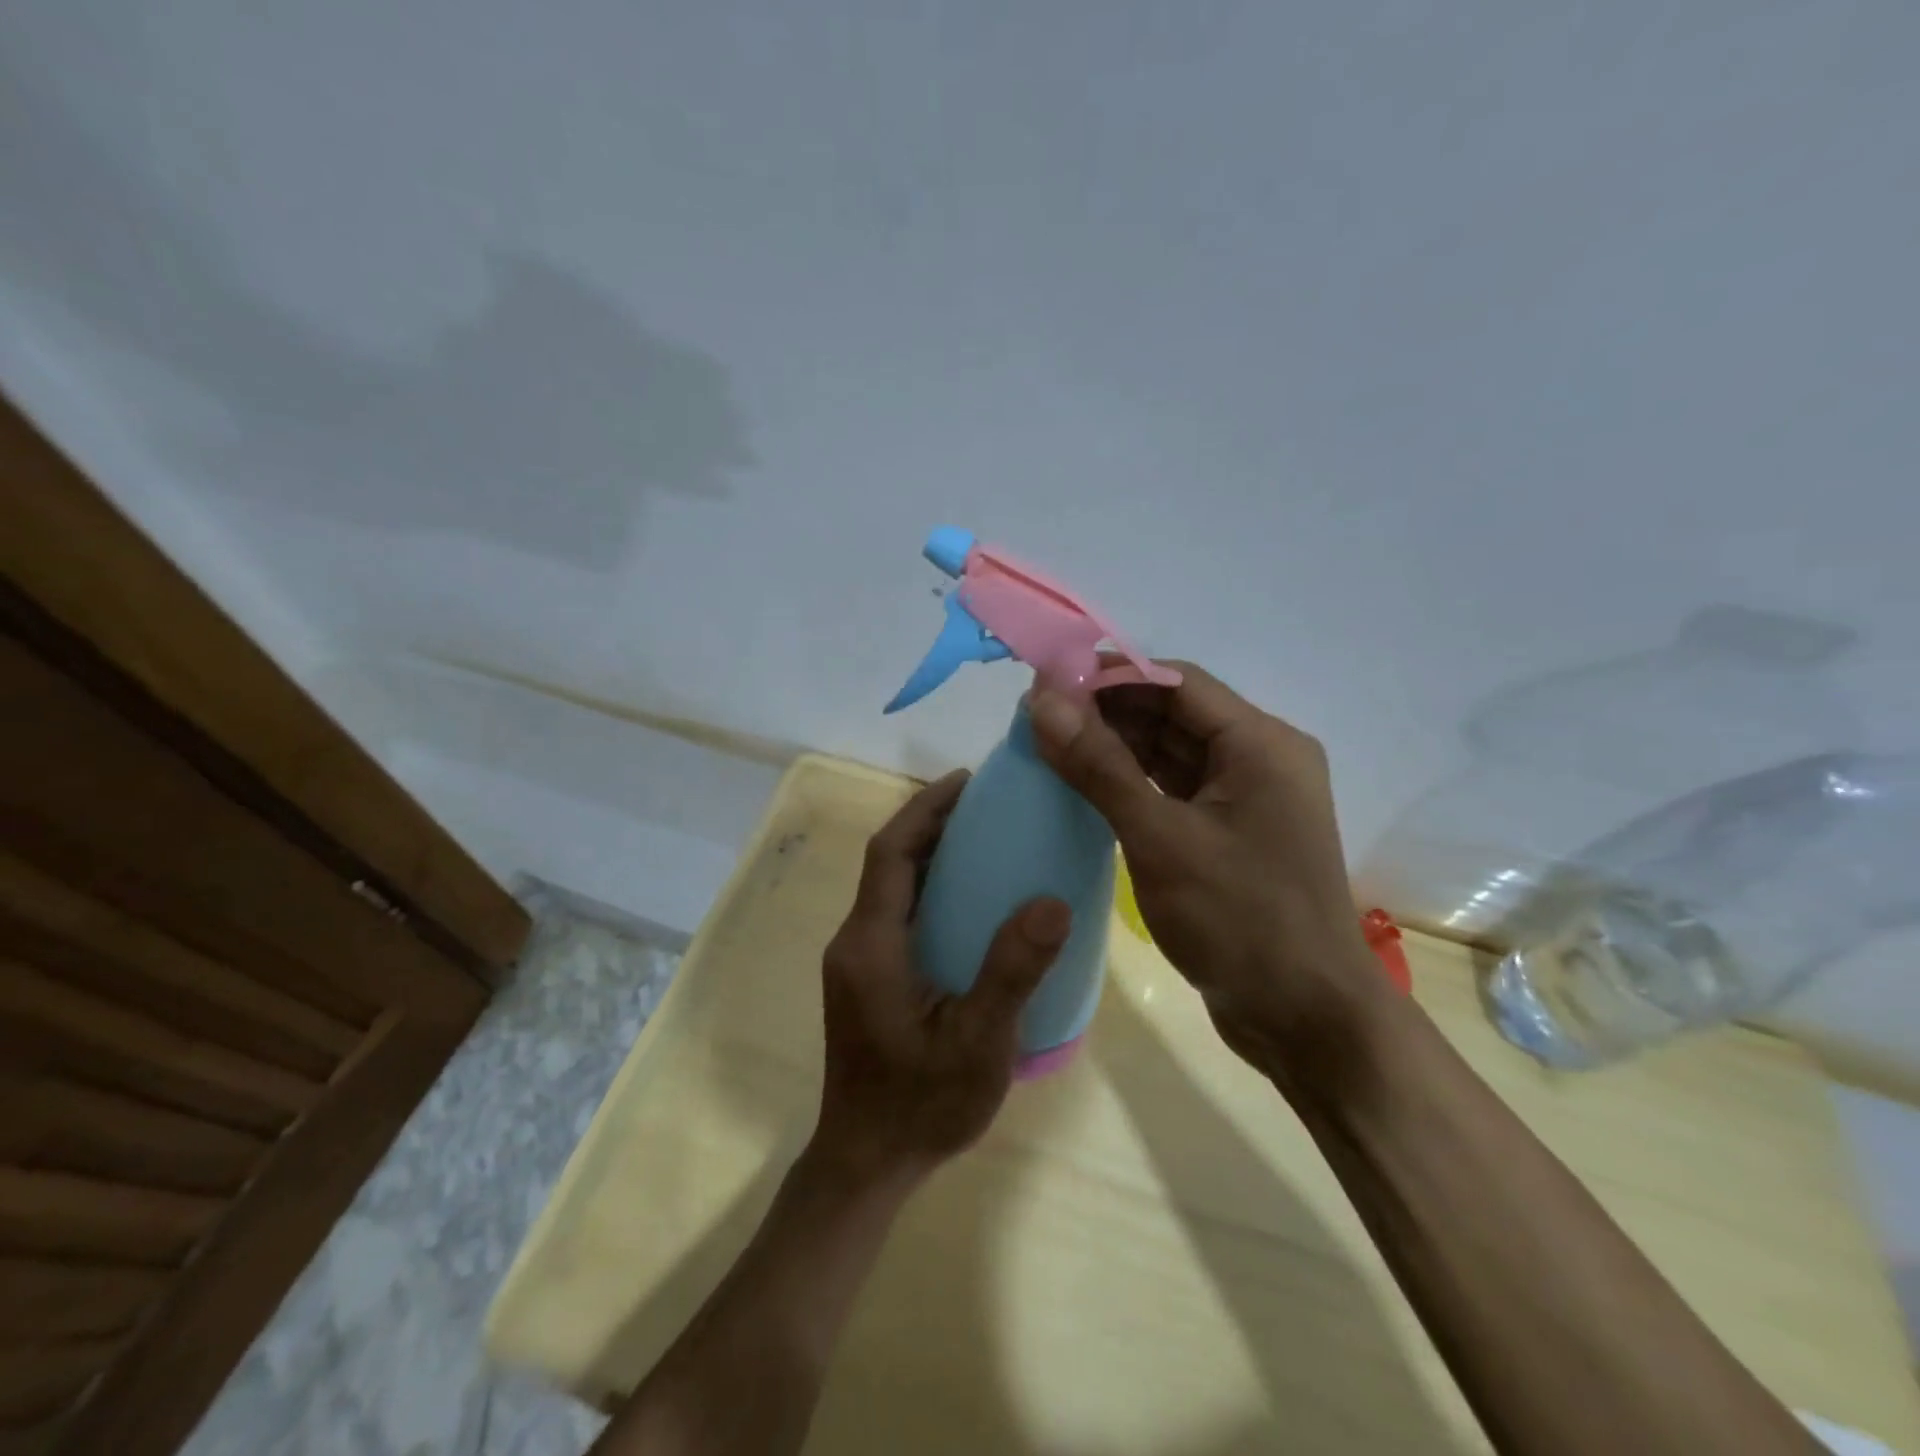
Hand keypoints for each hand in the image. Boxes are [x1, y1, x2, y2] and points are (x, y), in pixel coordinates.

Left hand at [813, 770, 1071, 1187]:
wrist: (867, 1162)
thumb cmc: (921, 1105)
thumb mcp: (979, 1042)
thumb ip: (1012, 971)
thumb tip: (1052, 900)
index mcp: (872, 944)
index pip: (891, 853)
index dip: (924, 809)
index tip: (966, 781)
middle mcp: (855, 941)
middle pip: (888, 862)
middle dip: (930, 823)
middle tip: (986, 804)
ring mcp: (857, 960)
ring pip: (891, 887)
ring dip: (929, 854)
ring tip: (983, 838)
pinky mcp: (866, 978)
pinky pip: (896, 913)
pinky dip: (928, 888)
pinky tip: (968, 900)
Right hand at [1028, 664, 1387, 1094]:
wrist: (1304, 1019)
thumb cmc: (1239, 920)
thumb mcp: (1161, 838)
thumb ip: (1099, 766)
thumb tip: (1042, 700)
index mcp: (1260, 744)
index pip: (1175, 682)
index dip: (1110, 674)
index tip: (1047, 682)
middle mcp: (1259, 758)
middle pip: (1172, 714)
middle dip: (1106, 711)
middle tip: (1038, 717)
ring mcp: (1245, 798)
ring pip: (1170, 752)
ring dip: (1114, 746)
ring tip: (1049, 744)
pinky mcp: (1229, 832)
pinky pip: (1174, 789)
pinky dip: (1131, 783)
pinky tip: (1083, 784)